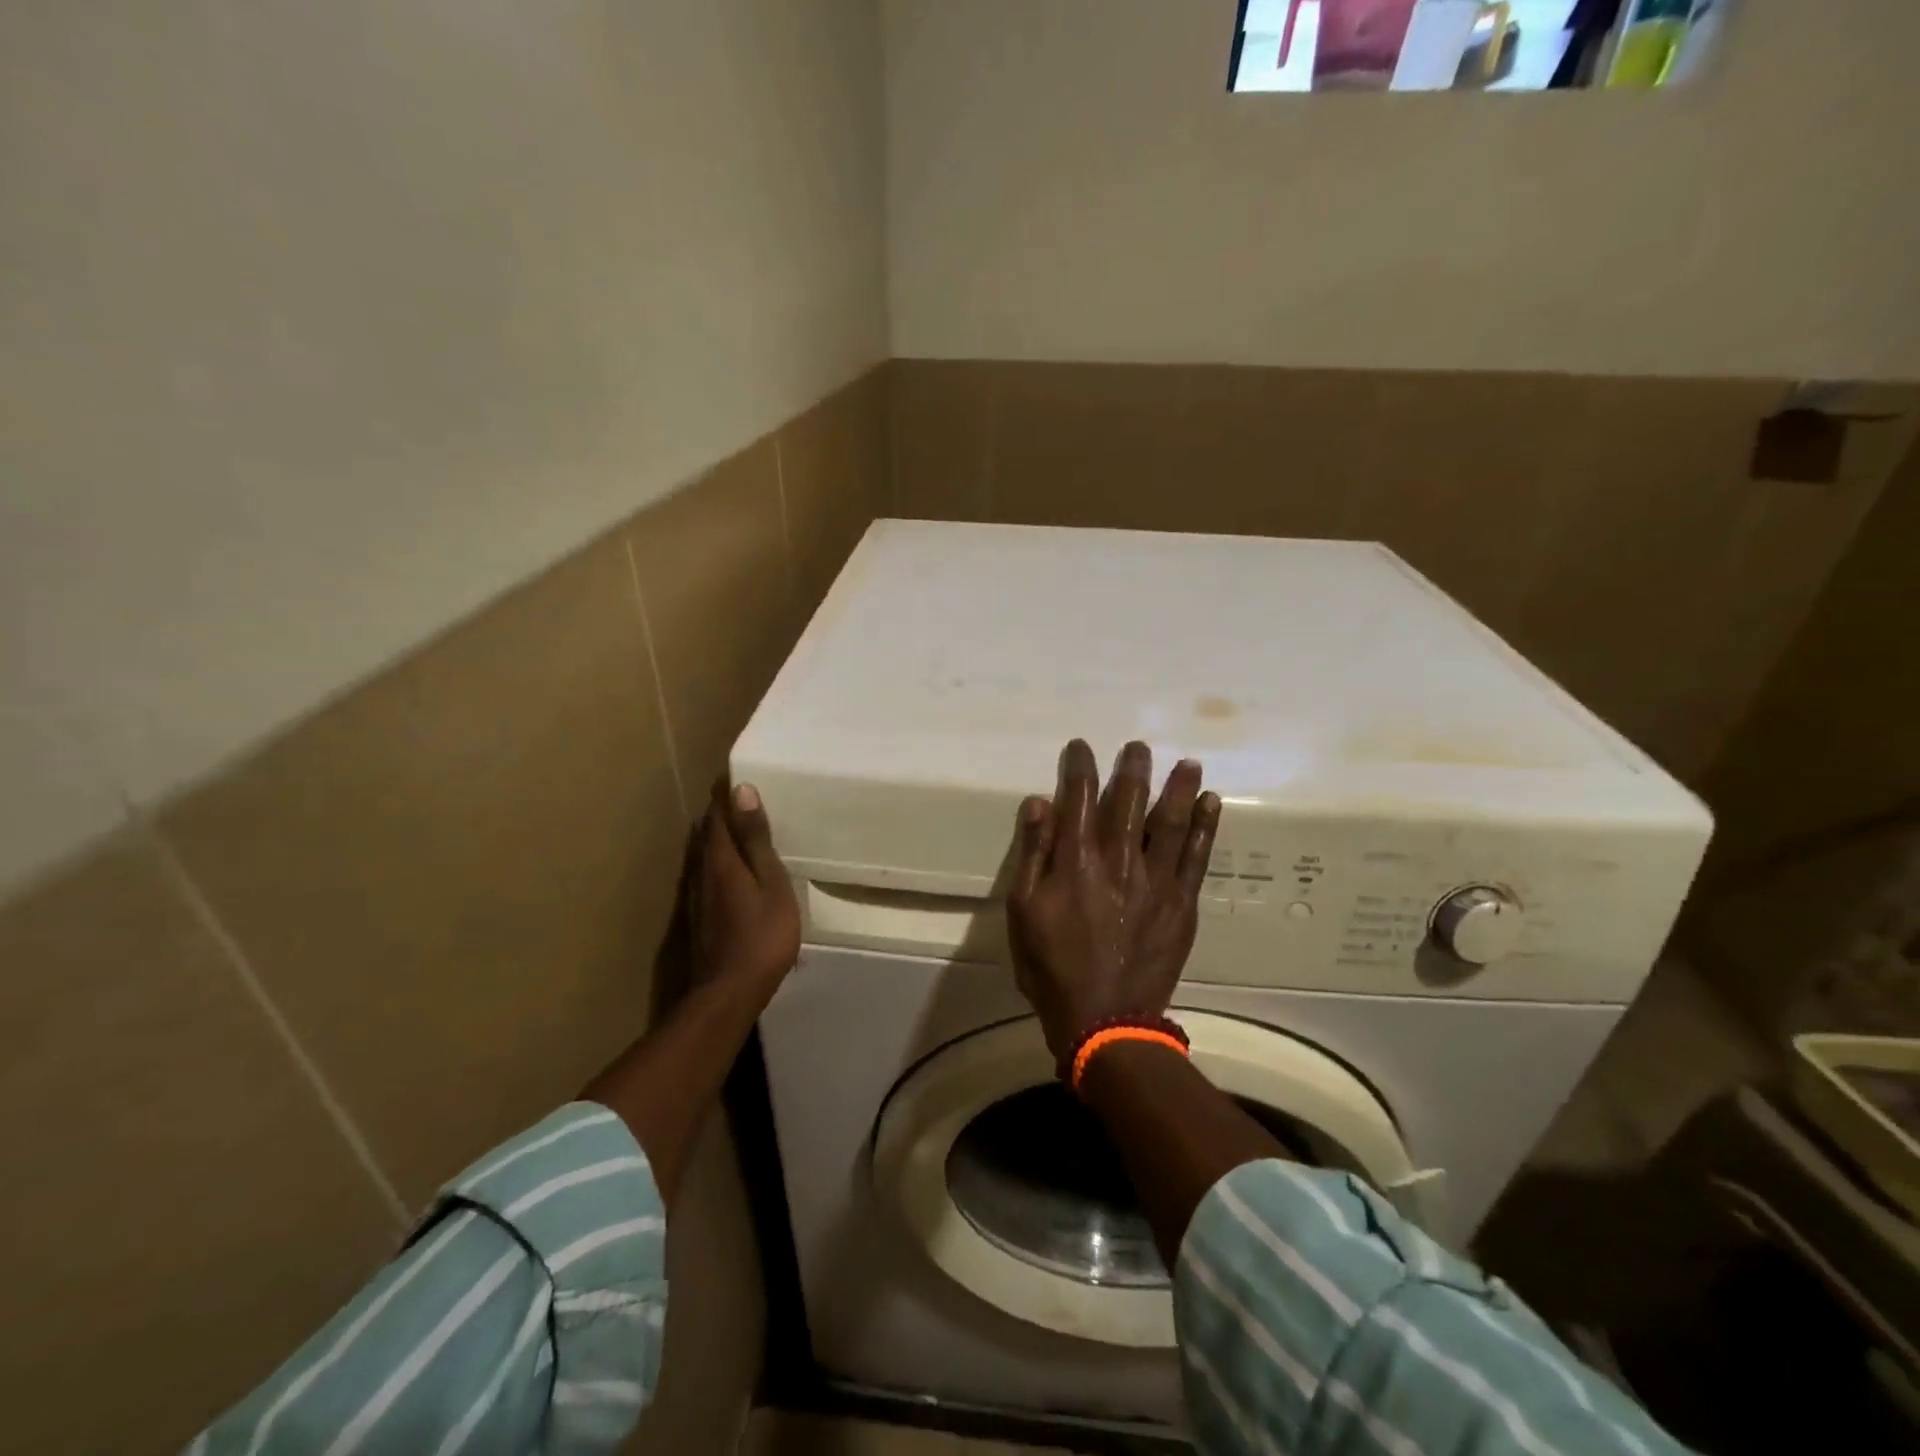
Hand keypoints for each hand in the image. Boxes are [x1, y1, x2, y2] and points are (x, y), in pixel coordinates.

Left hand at [691, 779, 800, 996]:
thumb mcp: (771, 884)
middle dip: (719, 814)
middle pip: (706, 834)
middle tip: (735, 795)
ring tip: (731, 825)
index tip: (732, 775)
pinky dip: (714, 862)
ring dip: (714, 837)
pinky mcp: (697, 918)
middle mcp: (701, 873)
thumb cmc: (762, 936)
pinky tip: (725, 870)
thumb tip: (741, 791)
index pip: (718, 816)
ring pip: (702, 856)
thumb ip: (756, 840)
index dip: (724, 796)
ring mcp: (696, 898)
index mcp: (721, 860)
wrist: (729, 993)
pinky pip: (704, 875)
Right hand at [1006, 740, 1220, 1062]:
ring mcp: (1157, 880)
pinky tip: (1212, 803)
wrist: (1104, 1019)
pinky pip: (1197, 855)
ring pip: (1171, 820)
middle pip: (1129, 800)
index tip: (1082, 746)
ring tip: (1188, 762)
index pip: (1079, 797)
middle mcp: (1120, 859)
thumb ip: (1034, 853)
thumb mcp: (1024, 910)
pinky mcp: (1182, 903)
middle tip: (1138, 747)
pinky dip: (1206, 826)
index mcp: (1076, 860)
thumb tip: (1040, 802)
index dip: (1081, 766)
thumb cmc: (1052, 966)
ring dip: (1179, 787)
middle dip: (1134, 768)